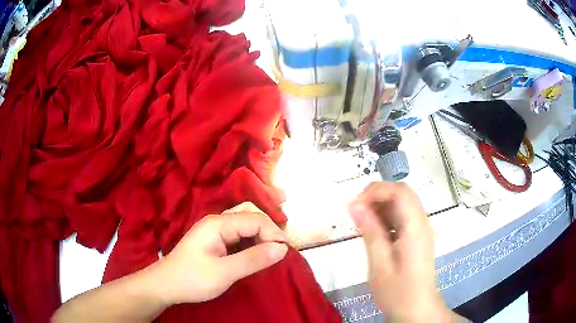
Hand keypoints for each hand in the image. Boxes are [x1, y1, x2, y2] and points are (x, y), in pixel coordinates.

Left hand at [154, 202, 288, 304]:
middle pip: (250, 215)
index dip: (273, 233)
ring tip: (272, 251)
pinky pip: (238, 235)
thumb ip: (253, 259)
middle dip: (268, 229)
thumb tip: (282, 248)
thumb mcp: (224, 273)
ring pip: (245, 224)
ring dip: (261, 235)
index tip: (285, 252)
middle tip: (280, 250)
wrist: (166, 285)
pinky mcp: (215, 241)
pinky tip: (256, 253)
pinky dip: (251, 242)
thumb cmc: (192, 279)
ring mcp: (215, 230)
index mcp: (218, 223)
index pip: (254, 219)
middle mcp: (217, 221)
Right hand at [348, 183, 451, 321]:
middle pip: (401, 194)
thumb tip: (354, 204)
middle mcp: (421, 222)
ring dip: (379, 208)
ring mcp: (420, 229)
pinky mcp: (416, 237)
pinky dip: (385, 219)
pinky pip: (401, 218)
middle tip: (356, 213)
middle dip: (376, 197)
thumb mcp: (379, 263)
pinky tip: (374, 233)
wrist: (415, 308)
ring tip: (361, 224)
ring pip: (401, 204)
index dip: (375, 191)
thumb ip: (370, 231)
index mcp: (415, 227)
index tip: (354, 206)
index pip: (399, 191)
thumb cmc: (397, 291)